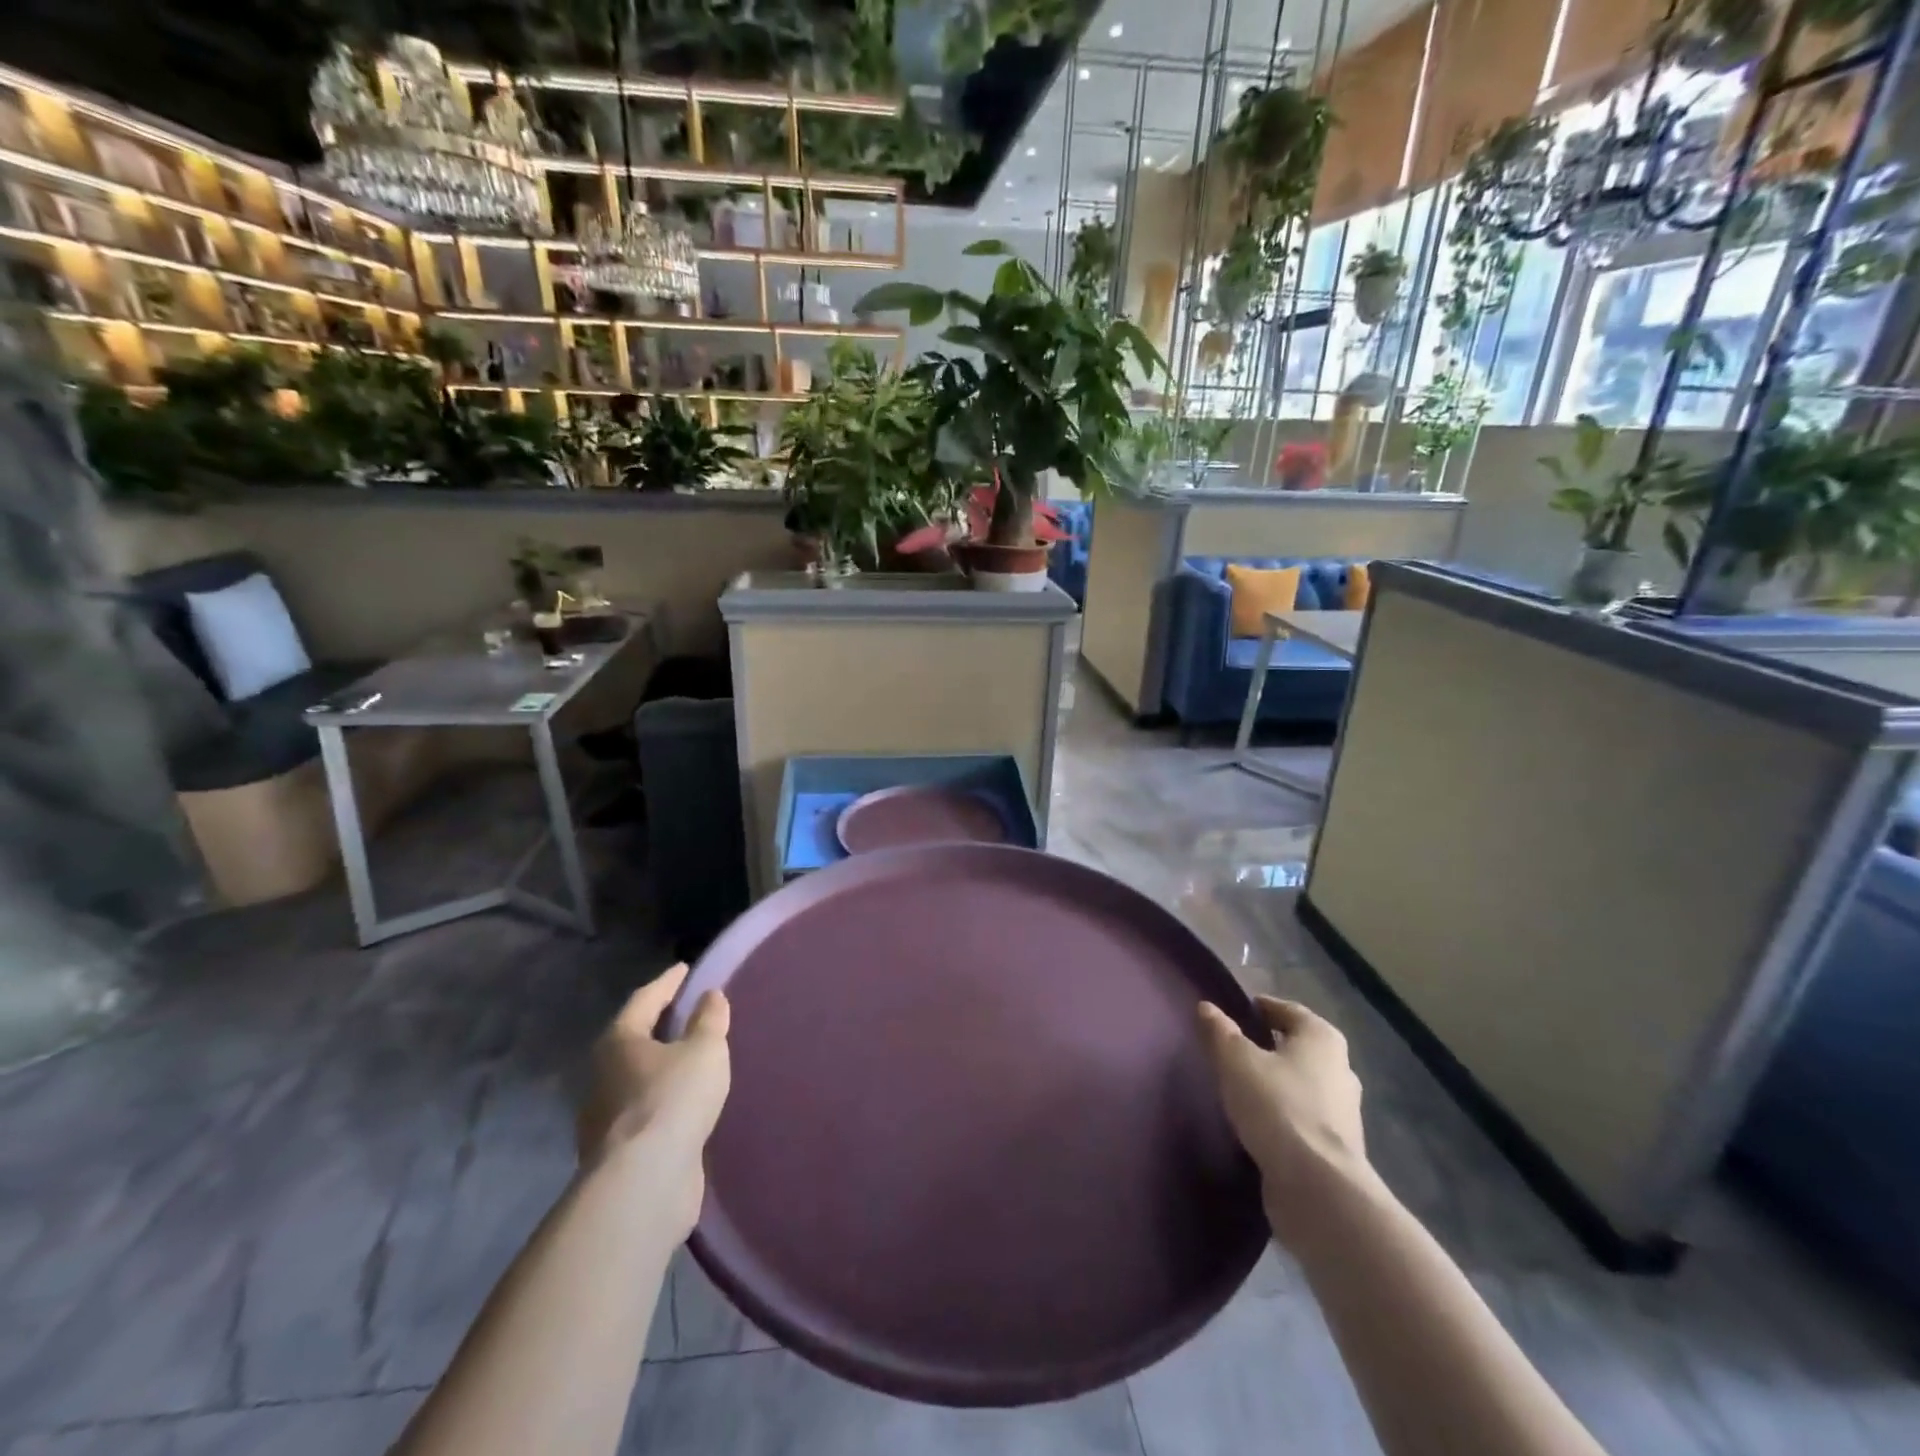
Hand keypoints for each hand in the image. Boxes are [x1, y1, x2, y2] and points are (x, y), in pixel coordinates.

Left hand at [577, 964, 730, 1233]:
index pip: (645, 999)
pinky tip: (685, 1106)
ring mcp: (606, 1118)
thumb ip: (709, 1020)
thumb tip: (709, 996)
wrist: (643, 1184)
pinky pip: (646, 1112)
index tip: (685, 969)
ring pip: (638, 1079)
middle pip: (634, 1039)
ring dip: (662, 1068)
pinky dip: (664, 1101)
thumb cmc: (672, 1100)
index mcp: (619, 1041)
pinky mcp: (619, 1152)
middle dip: (660, 1026)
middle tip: (690, 1013)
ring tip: (692, 1061)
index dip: (668, 982)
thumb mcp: (704, 1050)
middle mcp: (604, 1075)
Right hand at [1198, 995, 1378, 1247]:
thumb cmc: (1278, 1106)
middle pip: (1299, 1047)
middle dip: (1270, 1046)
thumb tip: (1206, 1007)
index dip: (1261, 1008)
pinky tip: (1258, 1122)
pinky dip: (1283, 1114)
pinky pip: (1303, 1117)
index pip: (1288, 1010)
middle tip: (1235, 1048)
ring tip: (1242, 1086)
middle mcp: (1341, 1069)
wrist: (1318, 1188)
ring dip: (1277, 1082)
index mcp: (1322, 1038)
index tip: (1236, 1011)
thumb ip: (1220, 1032)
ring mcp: (1344, 1112)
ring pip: (1303, 1084)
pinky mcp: (1337, 1148)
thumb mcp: (1236, 1061)